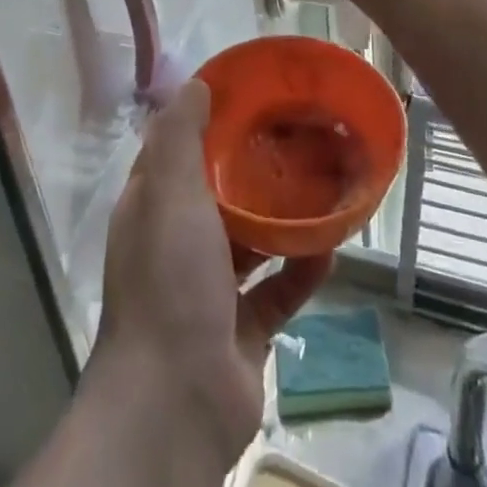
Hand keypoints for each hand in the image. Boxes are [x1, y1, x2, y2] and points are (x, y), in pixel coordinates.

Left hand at [90, 79, 331, 479]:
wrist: (177, 402)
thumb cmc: (169, 280)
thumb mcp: (168, 192)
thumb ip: (180, 136)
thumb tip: (198, 84)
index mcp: (153, 210)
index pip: (178, 153)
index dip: (208, 122)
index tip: (250, 97)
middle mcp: (177, 244)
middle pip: (220, 194)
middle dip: (255, 168)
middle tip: (298, 136)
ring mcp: (210, 290)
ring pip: (252, 241)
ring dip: (284, 218)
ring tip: (323, 183)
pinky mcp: (242, 329)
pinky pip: (278, 290)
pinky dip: (302, 269)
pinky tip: (333, 246)